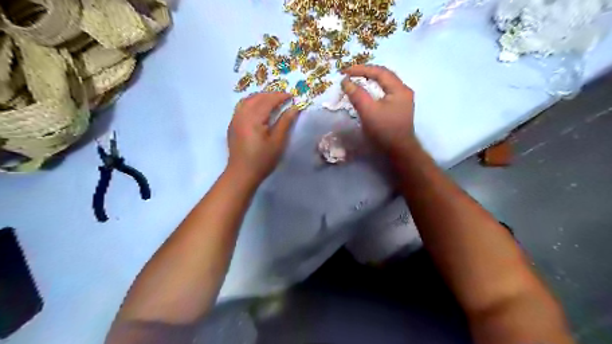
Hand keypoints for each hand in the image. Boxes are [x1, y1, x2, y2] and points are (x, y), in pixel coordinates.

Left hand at [227, 90, 298, 182]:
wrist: (242, 173)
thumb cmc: (262, 160)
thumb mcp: (277, 142)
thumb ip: (285, 122)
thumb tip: (294, 108)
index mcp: (253, 118)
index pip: (268, 100)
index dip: (280, 96)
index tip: (291, 96)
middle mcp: (242, 115)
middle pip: (256, 98)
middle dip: (270, 94)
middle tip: (283, 97)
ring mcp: (235, 119)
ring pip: (247, 100)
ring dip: (260, 97)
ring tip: (271, 100)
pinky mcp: (232, 125)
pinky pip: (241, 107)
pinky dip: (251, 102)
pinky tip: (258, 108)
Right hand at [342, 64, 418, 153]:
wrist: (399, 152)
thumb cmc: (385, 131)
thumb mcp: (368, 112)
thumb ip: (357, 95)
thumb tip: (346, 82)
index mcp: (399, 89)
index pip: (379, 71)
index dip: (360, 69)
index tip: (344, 72)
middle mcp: (403, 91)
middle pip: (383, 75)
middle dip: (365, 73)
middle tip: (349, 74)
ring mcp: (402, 100)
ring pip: (384, 84)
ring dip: (369, 81)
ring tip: (355, 81)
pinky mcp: (398, 109)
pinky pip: (384, 93)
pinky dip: (373, 90)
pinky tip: (366, 94)